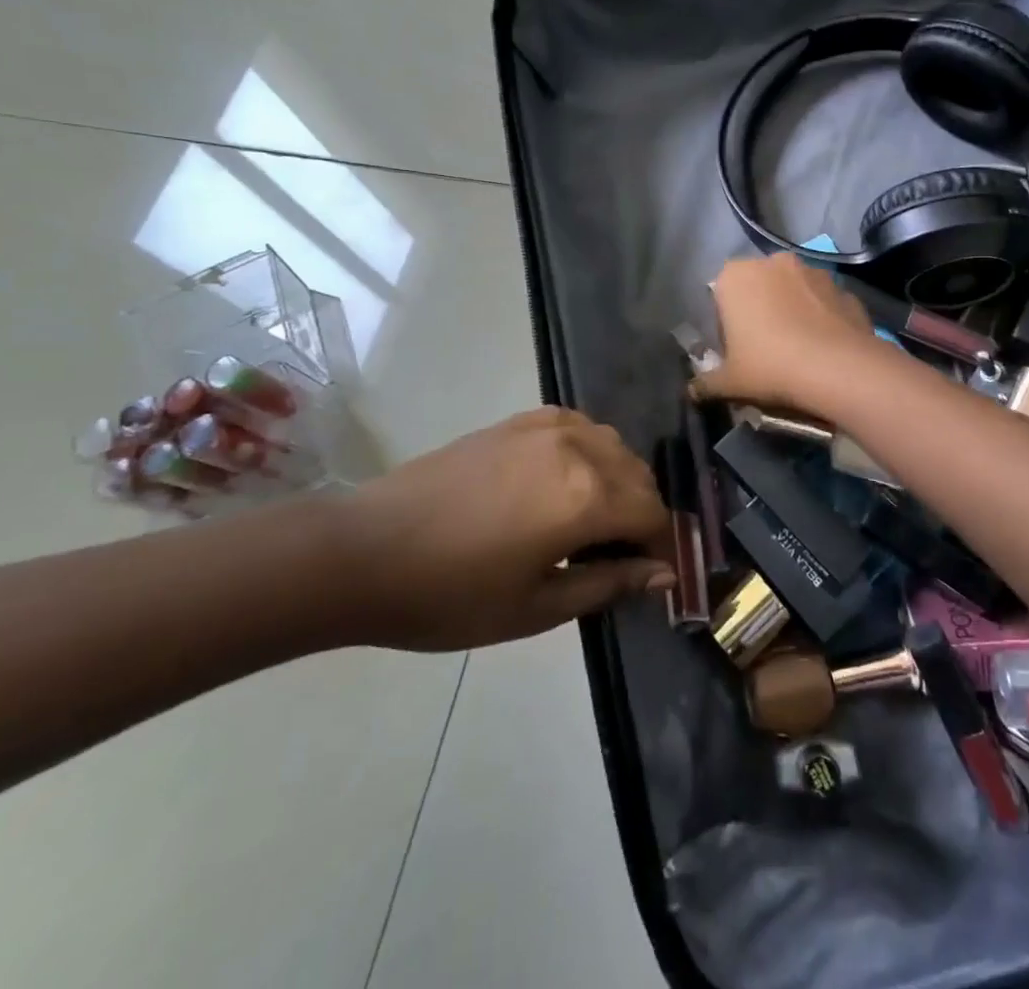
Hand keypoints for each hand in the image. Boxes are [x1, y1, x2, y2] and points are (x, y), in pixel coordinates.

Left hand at [332, 408, 674, 650]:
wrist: (366, 550)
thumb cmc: (450, 594)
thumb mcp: (536, 607)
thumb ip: (608, 583)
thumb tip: (663, 572)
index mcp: (586, 496)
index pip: (652, 513)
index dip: (660, 547)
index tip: (651, 575)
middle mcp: (577, 448)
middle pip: (638, 475)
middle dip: (642, 514)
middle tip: (619, 556)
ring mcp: (546, 426)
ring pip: (612, 445)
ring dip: (619, 480)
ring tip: (592, 520)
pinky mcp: (518, 420)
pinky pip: (578, 426)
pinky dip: (589, 452)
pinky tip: (567, 480)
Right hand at [692, 254, 880, 414]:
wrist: (837, 368)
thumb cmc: (770, 366)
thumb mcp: (729, 382)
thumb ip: (706, 383)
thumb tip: (692, 391)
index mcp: (735, 276)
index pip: (720, 294)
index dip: (726, 323)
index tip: (736, 349)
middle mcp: (773, 262)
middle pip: (758, 287)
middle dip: (760, 310)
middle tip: (765, 349)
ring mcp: (813, 271)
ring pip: (794, 291)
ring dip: (793, 310)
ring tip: (799, 348)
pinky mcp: (843, 287)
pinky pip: (824, 302)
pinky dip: (822, 318)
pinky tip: (824, 347)